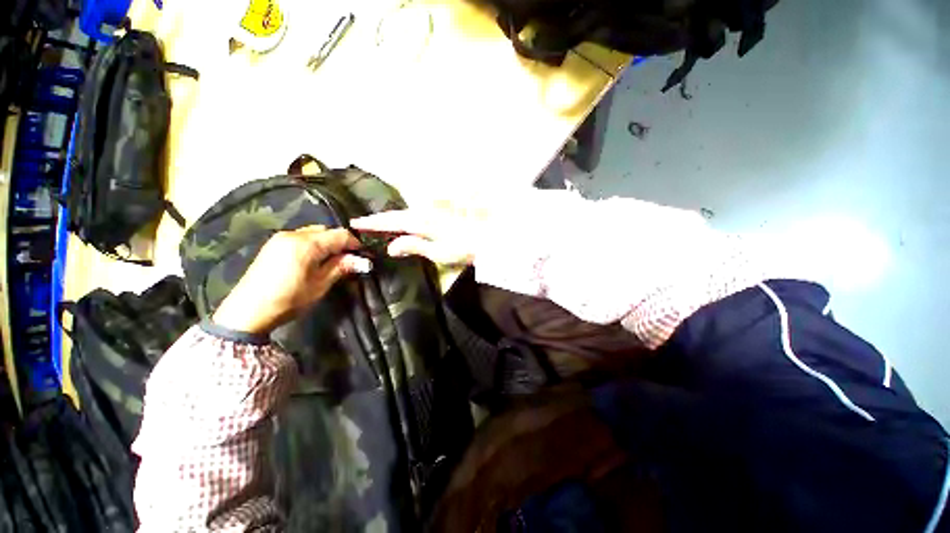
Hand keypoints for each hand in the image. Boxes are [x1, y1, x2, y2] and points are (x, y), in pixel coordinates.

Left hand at [212, 226, 370, 334]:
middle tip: (349, 260)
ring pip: (314, 233)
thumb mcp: (320, 285)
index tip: (364, 256)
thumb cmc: (288, 300)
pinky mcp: (273, 244)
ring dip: (327, 243)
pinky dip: (314, 244)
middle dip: (341, 242)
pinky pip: (301, 237)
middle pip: (327, 231)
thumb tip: (363, 261)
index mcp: (306, 244)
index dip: (355, 244)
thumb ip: (341, 267)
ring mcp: (281, 238)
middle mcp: (293, 234)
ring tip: (332, 261)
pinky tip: (315, 259)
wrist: (247, 312)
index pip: (340, 234)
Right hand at [350, 199, 496, 264]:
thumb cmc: (463, 247)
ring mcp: (434, 211)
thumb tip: (390, 246)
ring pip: (407, 212)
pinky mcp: (441, 214)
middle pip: (398, 214)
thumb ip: (414, 246)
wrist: (487, 237)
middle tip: (363, 222)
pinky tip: (405, 221)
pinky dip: (407, 217)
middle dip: (380, 218)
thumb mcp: (438, 251)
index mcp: (420, 222)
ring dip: (392, 217)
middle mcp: (424, 212)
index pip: (391, 222)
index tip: (355, 223)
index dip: (373, 223)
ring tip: (380, 222)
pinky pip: (418, 213)